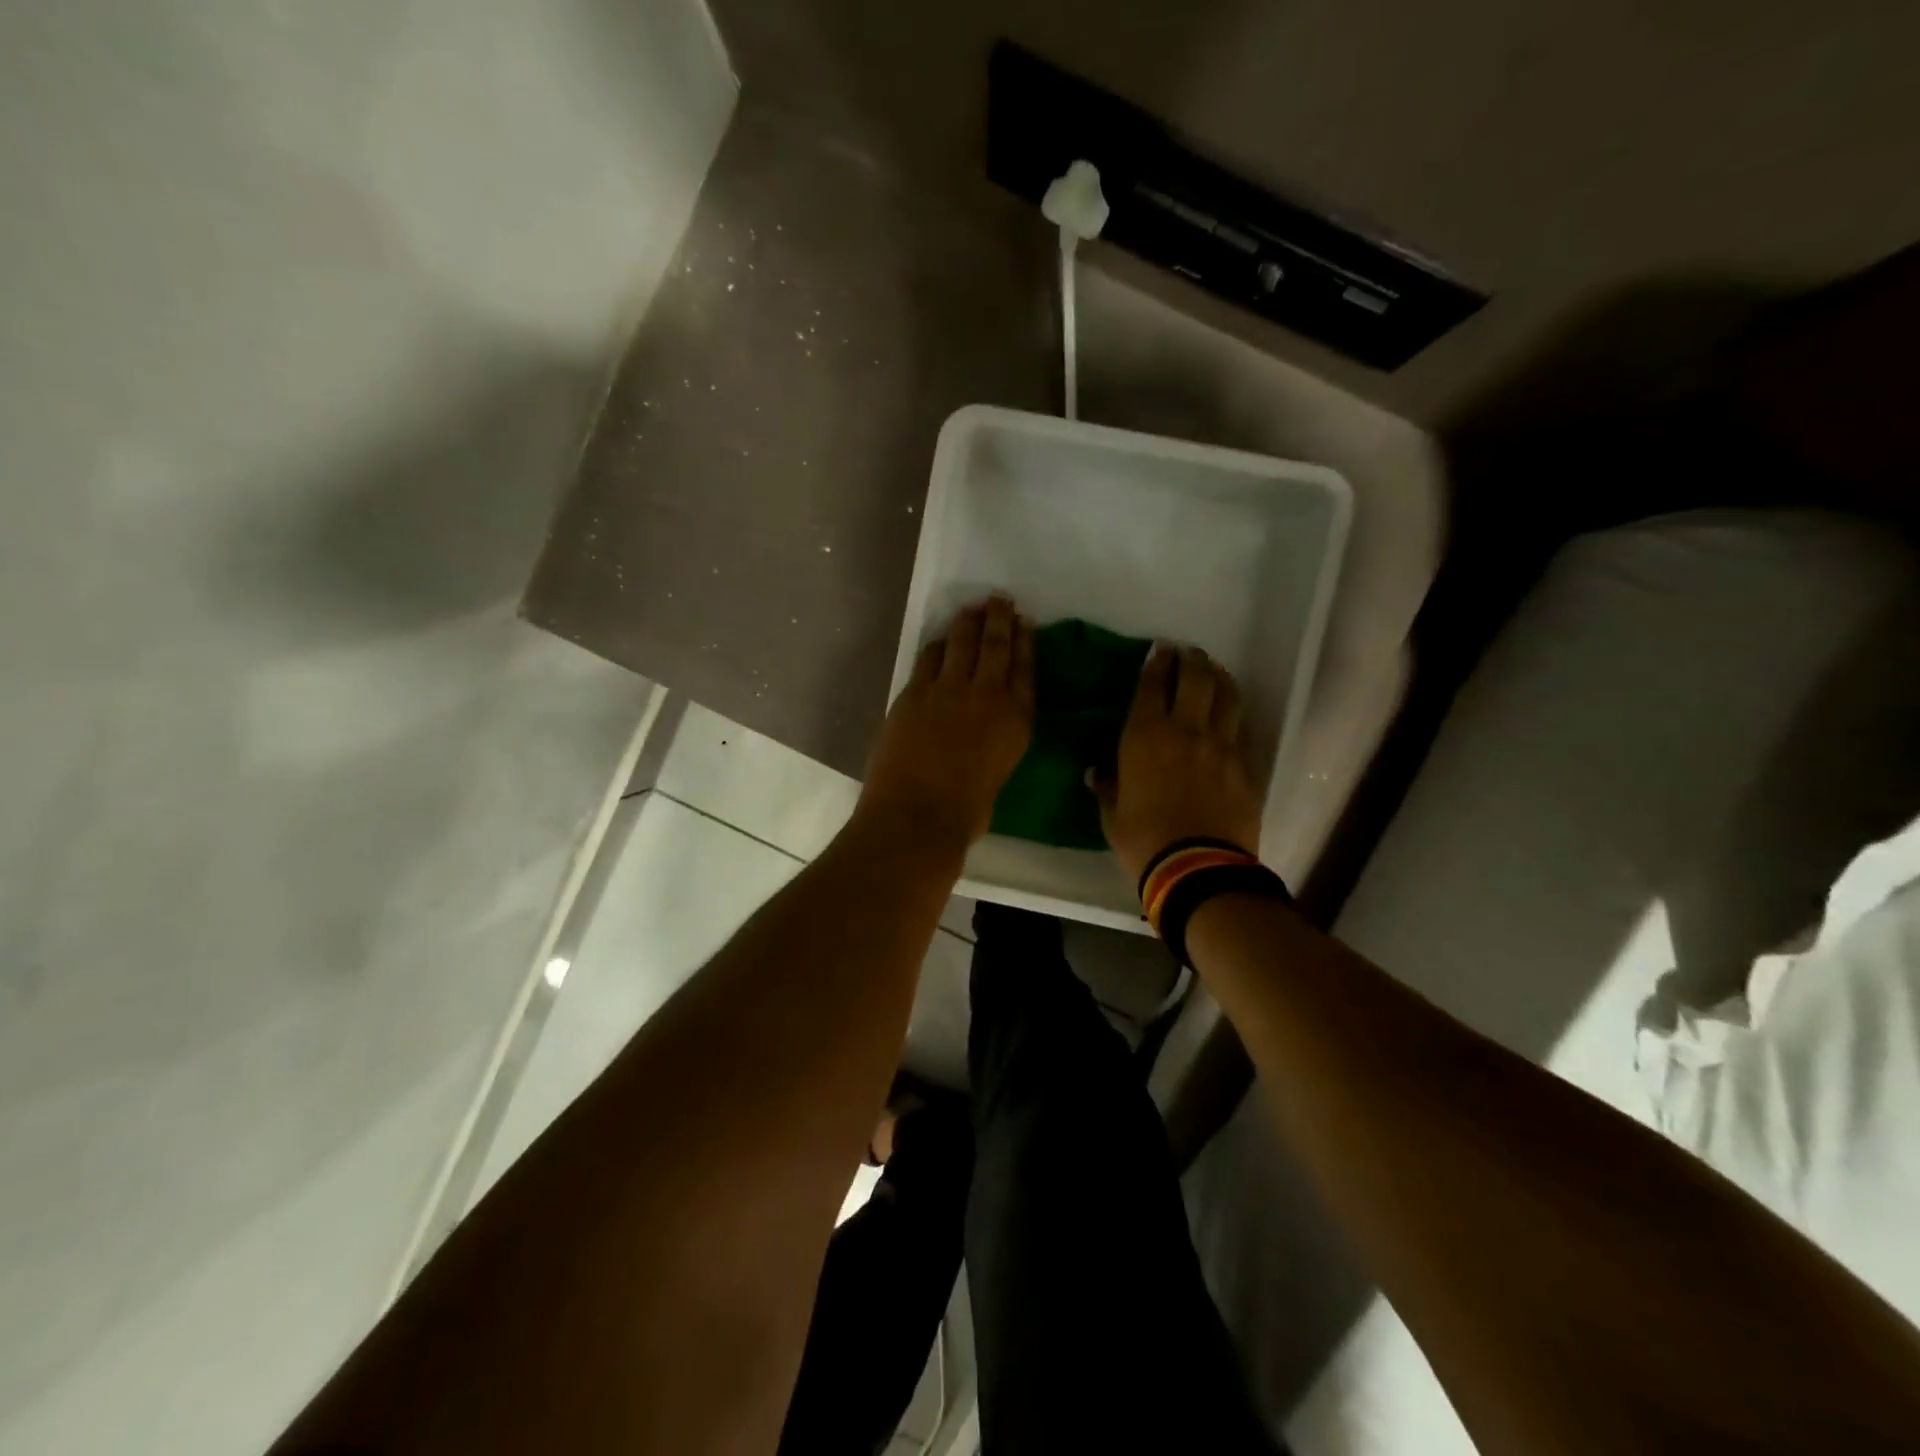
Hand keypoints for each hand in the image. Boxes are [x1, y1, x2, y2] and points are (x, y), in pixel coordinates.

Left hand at [859, 595, 1033, 853]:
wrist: (917, 815)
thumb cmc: (964, 813)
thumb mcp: (998, 774)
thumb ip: (995, 746)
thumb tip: (981, 738)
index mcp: (1017, 721)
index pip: (1025, 669)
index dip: (1025, 642)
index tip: (1025, 622)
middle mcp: (987, 696)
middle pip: (996, 646)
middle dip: (999, 619)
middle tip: (1000, 600)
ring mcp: (948, 690)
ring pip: (962, 643)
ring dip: (968, 622)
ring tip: (972, 609)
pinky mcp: (915, 692)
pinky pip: (930, 658)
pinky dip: (938, 645)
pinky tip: (941, 639)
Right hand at [1093, 645, 1262, 885]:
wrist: (1197, 869)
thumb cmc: (1143, 840)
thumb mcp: (1112, 814)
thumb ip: (1107, 786)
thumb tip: (1097, 772)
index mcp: (1145, 736)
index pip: (1152, 685)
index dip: (1156, 663)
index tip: (1160, 650)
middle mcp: (1185, 730)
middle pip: (1195, 678)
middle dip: (1191, 659)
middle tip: (1188, 653)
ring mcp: (1221, 746)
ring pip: (1227, 696)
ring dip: (1219, 677)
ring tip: (1214, 671)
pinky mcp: (1247, 765)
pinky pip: (1244, 728)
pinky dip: (1236, 714)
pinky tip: (1233, 713)